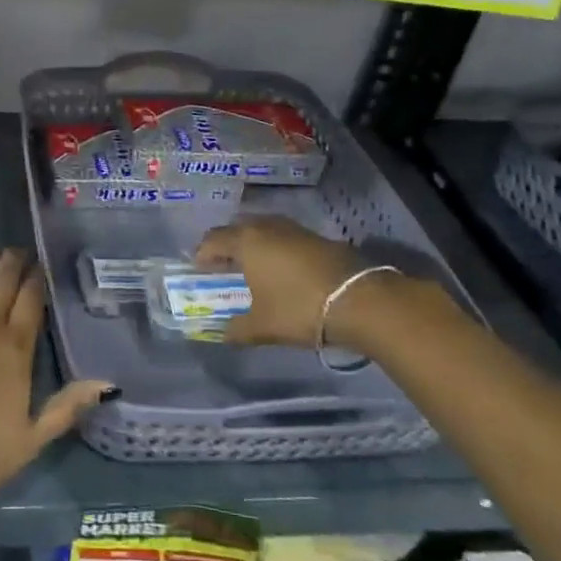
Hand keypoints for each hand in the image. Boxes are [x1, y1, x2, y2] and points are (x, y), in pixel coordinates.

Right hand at [194, 214, 412, 355]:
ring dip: (252, 244)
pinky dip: (275, 248)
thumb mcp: (263, 326)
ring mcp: (294, 229)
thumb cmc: (299, 309)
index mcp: (246, 241)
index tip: (200, 272)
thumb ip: (237, 329)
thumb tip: (223, 333)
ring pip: (262, 229)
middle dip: (226, 246)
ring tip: (252, 267)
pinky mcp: (317, 237)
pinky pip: (283, 237)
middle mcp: (266, 227)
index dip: (202, 255)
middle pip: (236, 229)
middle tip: (223, 267)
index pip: (212, 240)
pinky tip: (281, 270)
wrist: (360, 300)